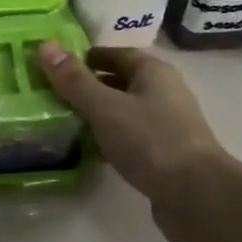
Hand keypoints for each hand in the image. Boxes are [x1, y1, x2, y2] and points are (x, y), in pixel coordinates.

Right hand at [35, 44, 226, 241]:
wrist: (196, 196)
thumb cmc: (151, 141)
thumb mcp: (106, 107)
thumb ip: (74, 80)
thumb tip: (44, 46)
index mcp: (154, 72)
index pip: (115, 53)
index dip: (86, 57)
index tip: (55, 66)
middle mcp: (163, 93)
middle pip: (119, 82)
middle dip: (87, 87)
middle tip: (50, 95)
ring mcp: (166, 126)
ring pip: (123, 112)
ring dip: (96, 116)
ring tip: (61, 122)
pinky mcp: (164, 156)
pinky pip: (129, 139)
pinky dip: (108, 141)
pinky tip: (86, 152)